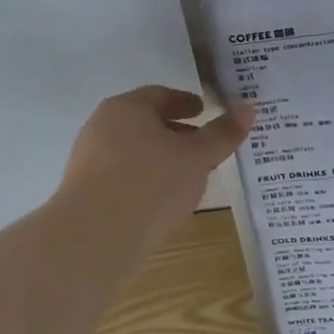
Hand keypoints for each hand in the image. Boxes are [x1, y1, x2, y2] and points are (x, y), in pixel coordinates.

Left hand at [59, 86, 253, 257]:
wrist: (95, 238)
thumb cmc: (152, 183)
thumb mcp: (198, 157)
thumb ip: (223, 133)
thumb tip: (248, 107)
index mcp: (126, 108)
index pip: (161, 95)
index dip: (187, 102)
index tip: (206, 112)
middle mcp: (102, 127)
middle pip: (146, 122)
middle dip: (177, 132)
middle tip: (204, 147)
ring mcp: (89, 160)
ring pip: (135, 151)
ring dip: (163, 159)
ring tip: (190, 178)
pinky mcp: (85, 192)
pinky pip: (124, 176)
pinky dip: (147, 180)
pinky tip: (164, 201)